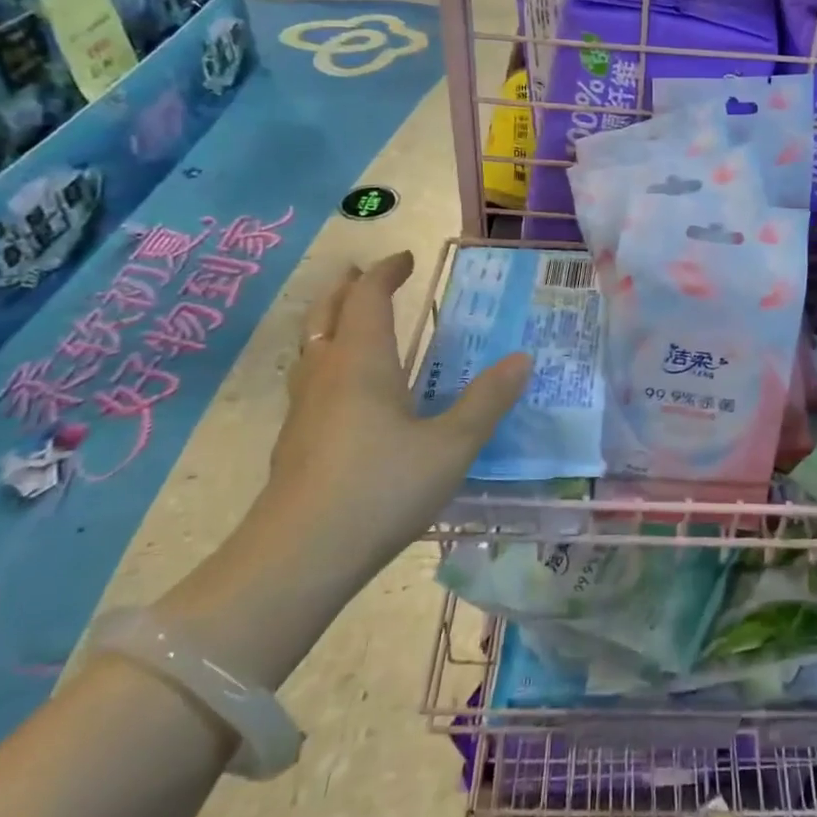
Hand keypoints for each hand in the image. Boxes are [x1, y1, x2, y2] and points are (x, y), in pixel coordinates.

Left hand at [264, 250, 530, 585]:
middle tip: (363, 274)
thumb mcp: (451, 445)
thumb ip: (486, 401)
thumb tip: (522, 358)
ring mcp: (303, 409)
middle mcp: (327, 373)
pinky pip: (309, 380)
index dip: (386, 272)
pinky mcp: (294, 442)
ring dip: (330, 322)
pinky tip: (344, 391)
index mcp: (363, 361)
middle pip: (327, 313)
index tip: (407, 259)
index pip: (368, 297)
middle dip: (347, 288)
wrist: (299, 558)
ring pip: (311, 347)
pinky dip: (327, 361)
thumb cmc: (381, 488)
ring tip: (350, 321)